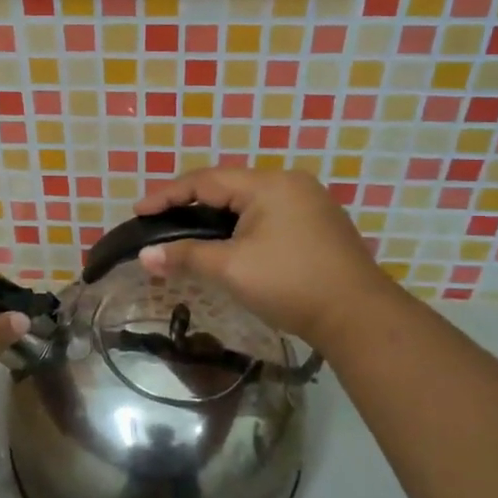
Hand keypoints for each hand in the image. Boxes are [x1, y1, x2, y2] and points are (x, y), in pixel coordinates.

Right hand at [133, 167, 394, 352]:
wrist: (359, 317)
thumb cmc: (290, 284)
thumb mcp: (231, 268)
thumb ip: (186, 256)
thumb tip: (145, 256)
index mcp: (268, 184)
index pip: (206, 181)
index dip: (168, 194)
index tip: (138, 210)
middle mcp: (289, 184)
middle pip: (227, 186)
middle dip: (191, 203)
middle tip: (159, 220)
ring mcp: (308, 203)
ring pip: (248, 202)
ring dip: (216, 217)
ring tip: (187, 232)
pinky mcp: (318, 225)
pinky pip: (267, 215)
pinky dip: (240, 226)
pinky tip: (228, 243)